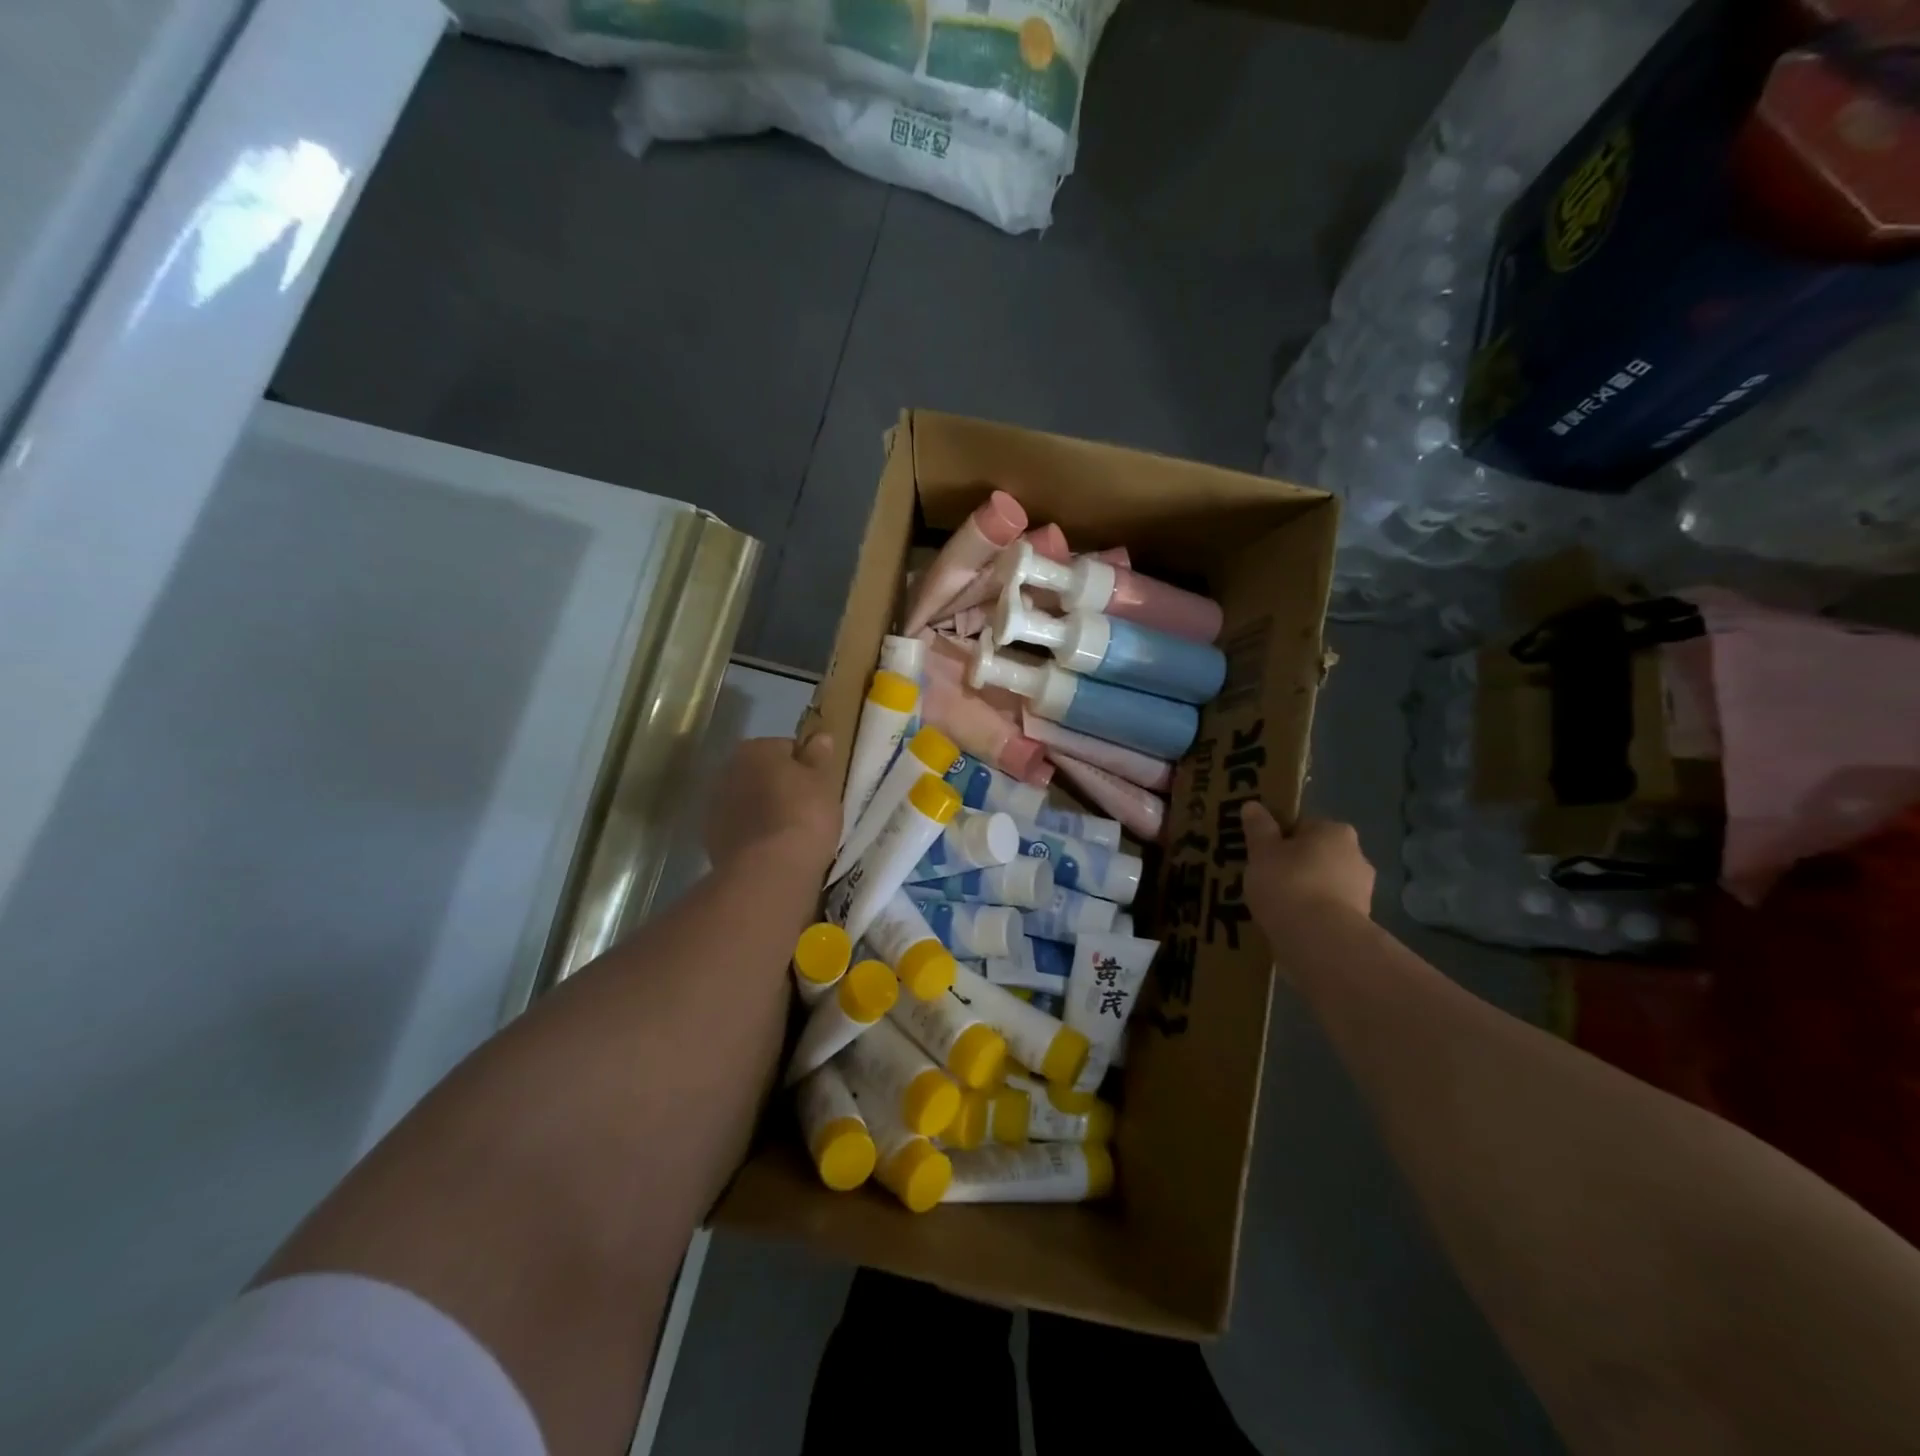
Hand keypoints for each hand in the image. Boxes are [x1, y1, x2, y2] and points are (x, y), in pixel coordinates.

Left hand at [704, 735, 839, 873]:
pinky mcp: (711, 840)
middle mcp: (727, 771)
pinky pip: (740, 829)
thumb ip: (819, 757)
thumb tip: (820, 737)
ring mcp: (714, 807)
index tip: (819, 787)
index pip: (786, 748)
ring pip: (748, 802)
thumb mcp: (824, 782)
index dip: (806, 766)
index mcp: (755, 749)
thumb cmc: (804, 815)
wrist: (769, 870)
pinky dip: (753, 835)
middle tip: (807, 809)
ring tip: (790, 834)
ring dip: (764, 811)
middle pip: (762, 774)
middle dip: (780, 787)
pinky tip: (773, 850)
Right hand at [1242, 802, 1374, 930]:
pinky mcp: (1361, 922)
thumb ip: (1258, 828)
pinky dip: (1312, 915)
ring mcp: (1363, 892)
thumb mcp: (1262, 851)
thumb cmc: (1288, 883)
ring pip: (1323, 884)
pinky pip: (1328, 911)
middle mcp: (1357, 856)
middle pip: (1316, 855)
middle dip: (1294, 865)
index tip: (1261, 854)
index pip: (1303, 826)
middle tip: (1264, 880)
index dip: (1279, 838)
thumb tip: (1252, 805)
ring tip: (1274, 907)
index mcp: (1335, 831)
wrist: (1320, 940)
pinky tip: (1291, 925)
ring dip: (1304, 892)